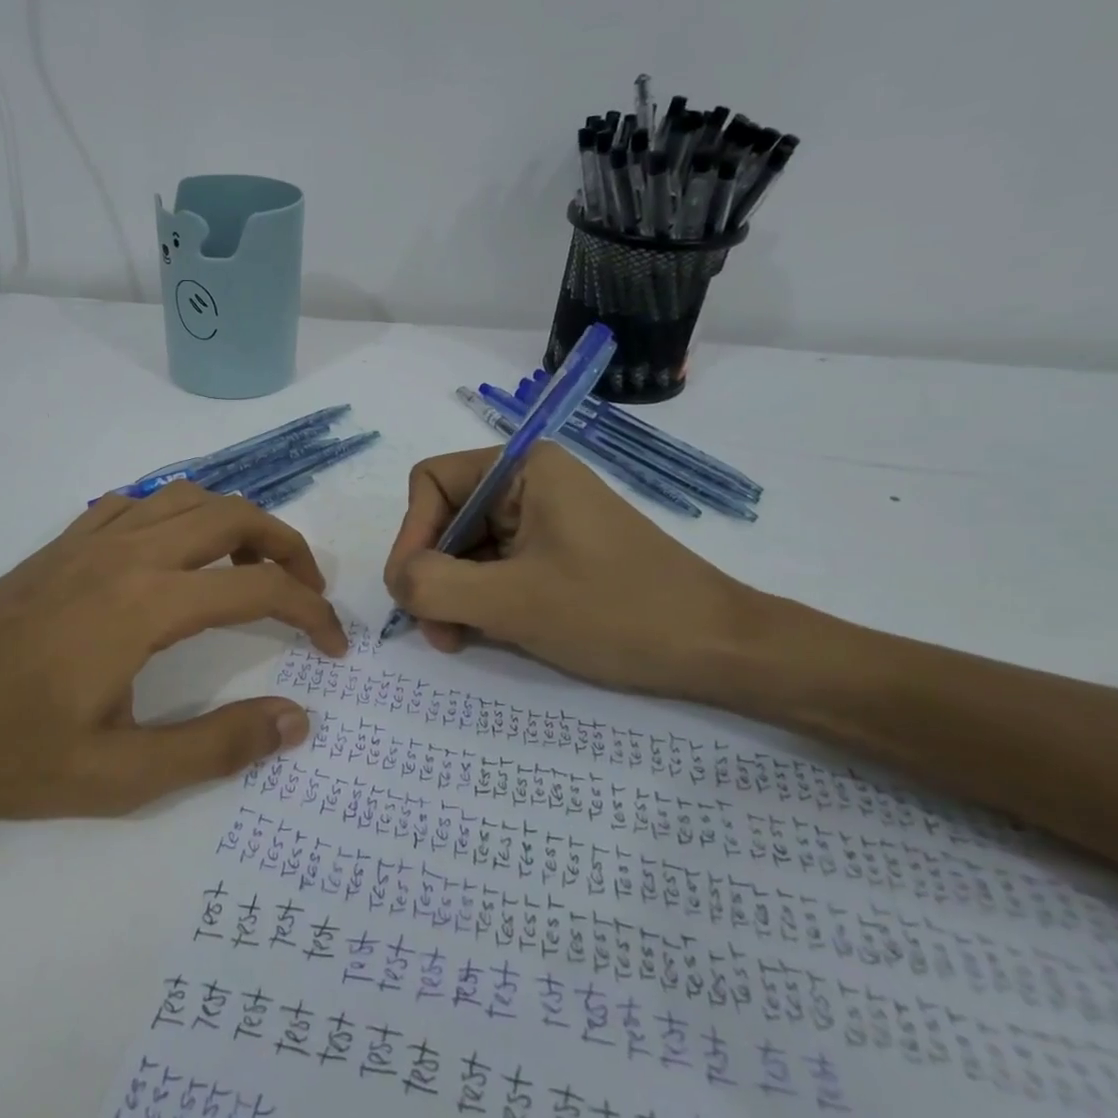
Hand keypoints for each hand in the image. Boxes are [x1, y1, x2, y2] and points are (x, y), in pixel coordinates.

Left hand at [0, 482, 346, 822]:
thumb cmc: (10, 753)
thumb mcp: (121, 775)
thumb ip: (217, 746)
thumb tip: (297, 720)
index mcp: (148, 604)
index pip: (260, 589)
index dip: (311, 612)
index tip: (334, 647)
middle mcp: (128, 553)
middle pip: (234, 515)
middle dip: (287, 546)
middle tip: (306, 592)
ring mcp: (90, 540)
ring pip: (187, 497)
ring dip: (235, 522)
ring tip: (250, 571)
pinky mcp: (61, 544)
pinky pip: (138, 503)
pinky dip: (177, 515)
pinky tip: (173, 557)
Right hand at [382, 442, 758, 700]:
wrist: (719, 649)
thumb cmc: (617, 612)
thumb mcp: (513, 601)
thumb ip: (434, 585)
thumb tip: (397, 581)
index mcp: (523, 468)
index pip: (430, 483)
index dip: (411, 535)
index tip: (414, 592)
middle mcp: (529, 483)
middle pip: (444, 518)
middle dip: (432, 573)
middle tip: (437, 632)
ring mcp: (543, 519)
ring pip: (466, 549)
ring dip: (452, 594)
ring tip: (459, 639)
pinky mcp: (555, 553)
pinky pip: (494, 567)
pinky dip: (479, 600)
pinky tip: (485, 634)